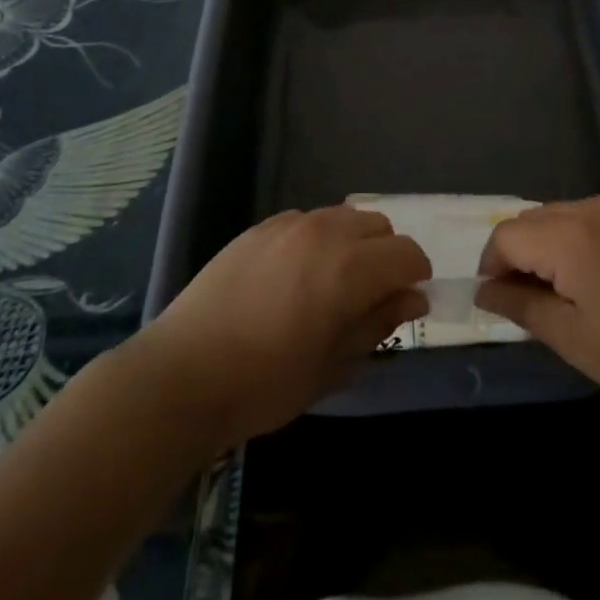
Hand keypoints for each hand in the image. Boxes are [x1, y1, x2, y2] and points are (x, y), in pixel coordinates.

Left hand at [140, 206, 429, 447]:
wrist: (183, 374)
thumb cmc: (265, 383)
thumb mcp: (332, 365)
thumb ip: (378, 323)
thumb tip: (414, 298)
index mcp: (349, 269)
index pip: (407, 253)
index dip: (416, 275)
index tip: (407, 301)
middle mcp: (325, 233)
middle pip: (379, 226)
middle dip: (386, 255)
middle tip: (370, 296)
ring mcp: (290, 224)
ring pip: (343, 216)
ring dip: (353, 242)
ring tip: (332, 283)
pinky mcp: (260, 227)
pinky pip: (307, 220)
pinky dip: (318, 238)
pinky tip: (295, 276)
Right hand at [475, 196, 599, 410]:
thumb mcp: (573, 339)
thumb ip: (522, 307)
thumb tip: (484, 291)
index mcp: (570, 237)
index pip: (507, 235)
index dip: (492, 265)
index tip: (496, 300)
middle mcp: (590, 209)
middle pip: (530, 220)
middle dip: (516, 254)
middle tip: (524, 300)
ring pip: (557, 215)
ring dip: (543, 246)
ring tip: (556, 291)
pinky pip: (586, 217)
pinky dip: (572, 239)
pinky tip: (589, 277)